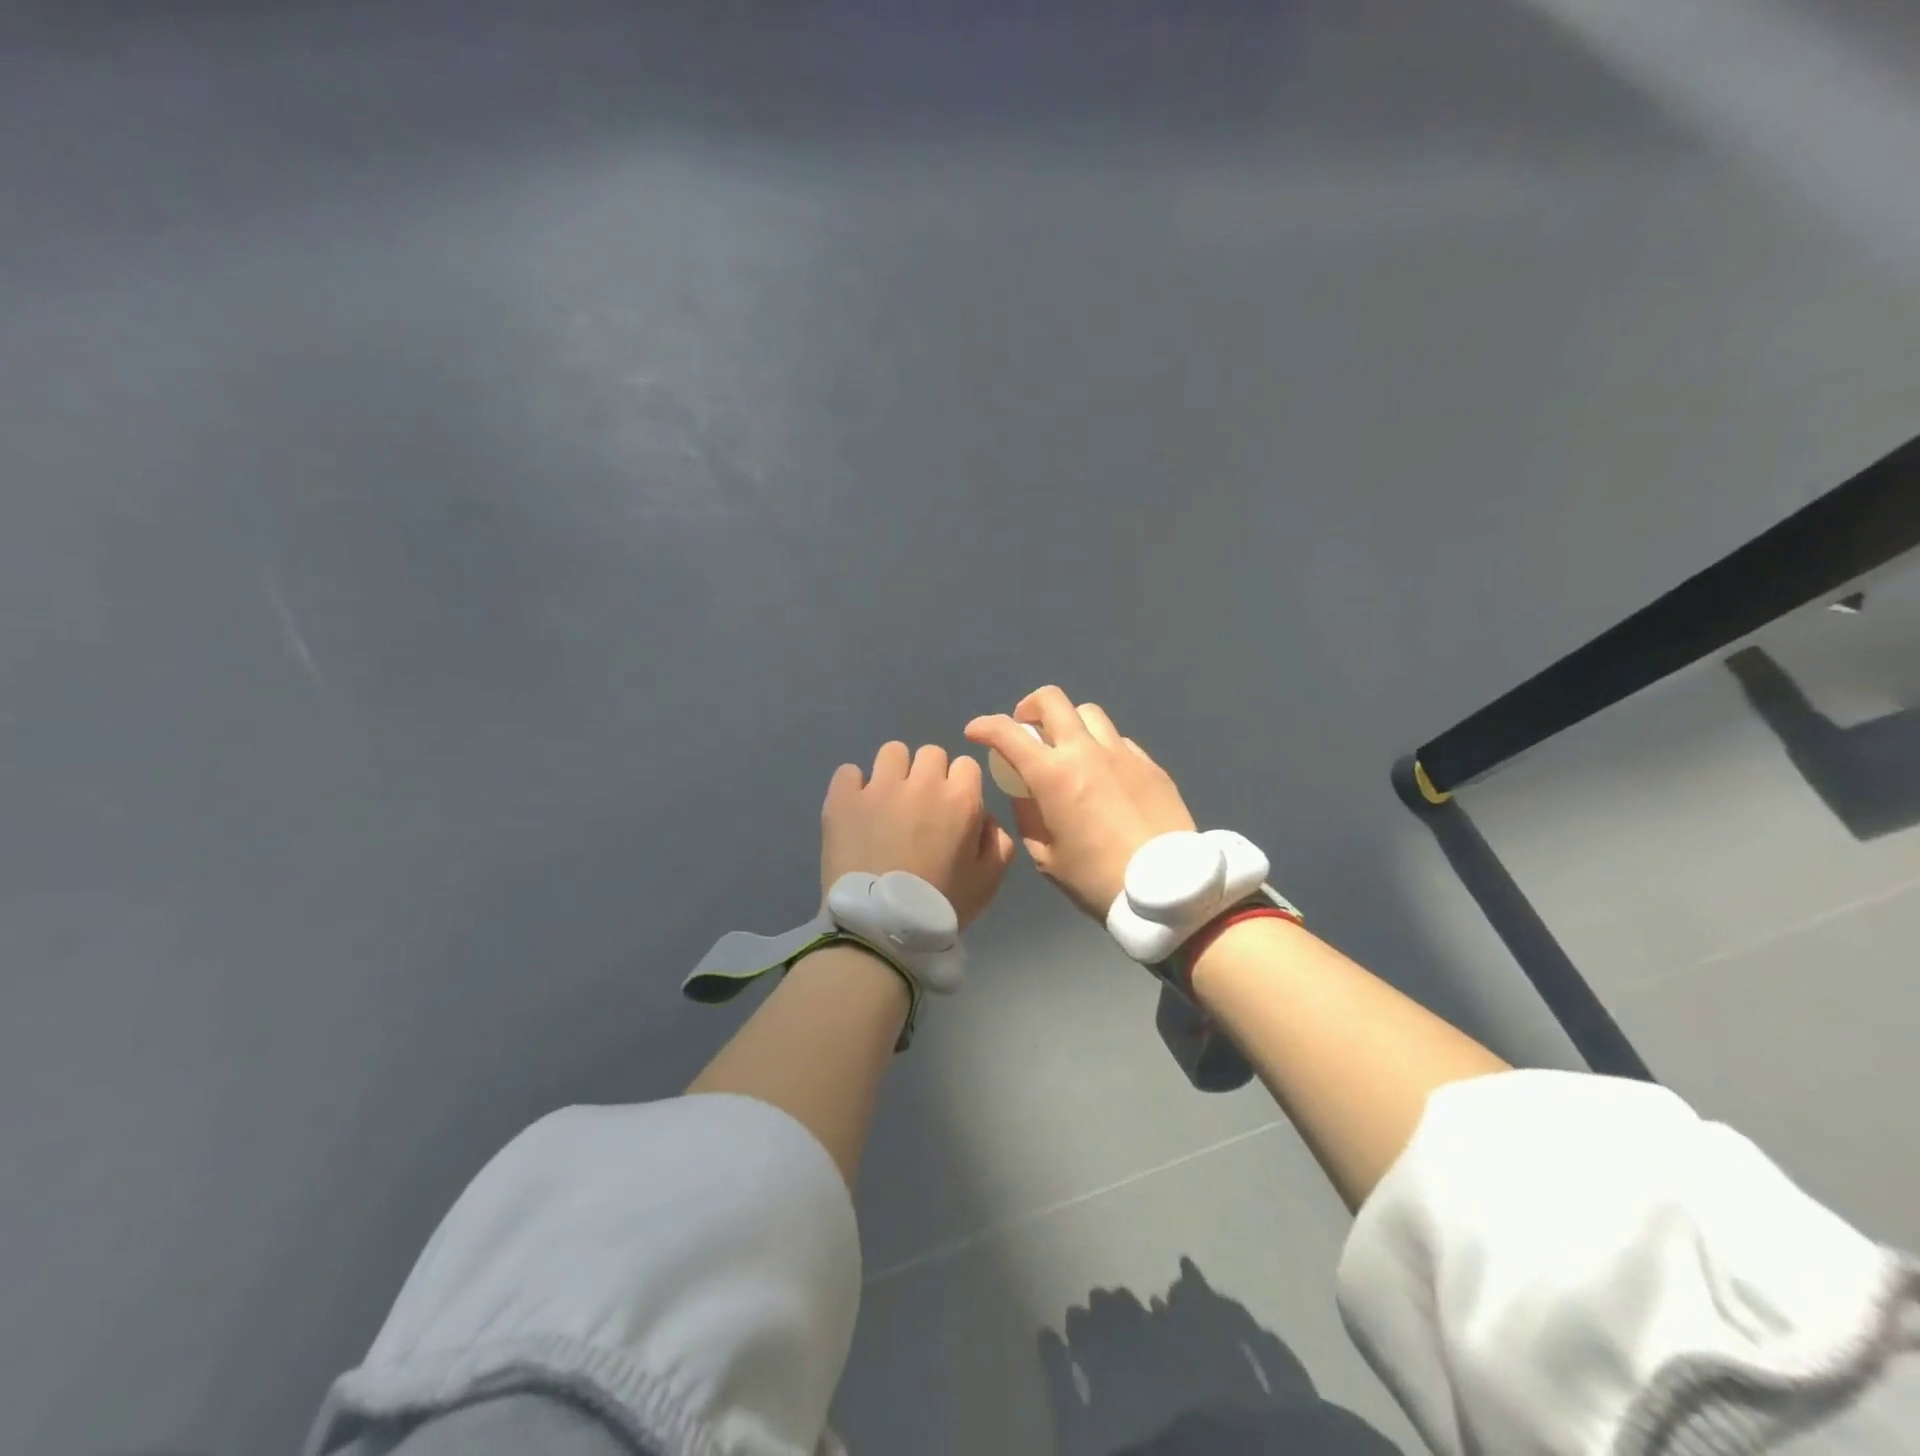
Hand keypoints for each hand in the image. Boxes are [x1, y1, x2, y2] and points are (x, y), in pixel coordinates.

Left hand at [821, 741, 1017, 930]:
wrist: (881, 929)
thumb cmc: (940, 906)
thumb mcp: (989, 881)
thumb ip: (998, 840)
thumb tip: (984, 815)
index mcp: (961, 799)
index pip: (966, 764)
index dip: (959, 786)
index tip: (949, 808)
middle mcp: (922, 783)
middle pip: (930, 753)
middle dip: (927, 775)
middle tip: (918, 807)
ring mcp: (879, 787)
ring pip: (892, 752)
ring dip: (893, 773)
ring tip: (886, 803)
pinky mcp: (843, 798)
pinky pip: (849, 771)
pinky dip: (853, 787)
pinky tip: (856, 810)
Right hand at [965, 687, 1195, 918]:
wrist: (1166, 888)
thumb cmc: (1096, 879)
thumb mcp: (1046, 857)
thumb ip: (1028, 816)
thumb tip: (1024, 791)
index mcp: (1052, 775)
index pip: (1007, 733)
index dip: (984, 726)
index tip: (975, 732)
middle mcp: (1086, 751)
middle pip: (1052, 700)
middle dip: (1029, 707)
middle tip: (1026, 729)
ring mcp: (1122, 753)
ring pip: (1089, 713)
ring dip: (1069, 724)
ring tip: (1068, 749)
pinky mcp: (1150, 764)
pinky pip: (1118, 740)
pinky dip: (1100, 747)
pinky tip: (1103, 774)